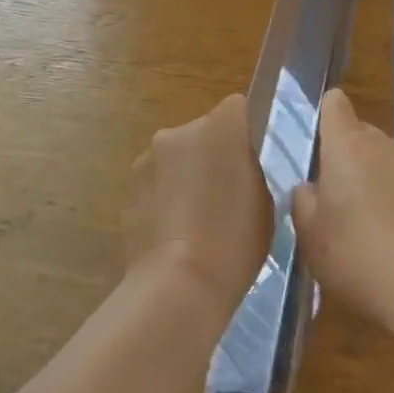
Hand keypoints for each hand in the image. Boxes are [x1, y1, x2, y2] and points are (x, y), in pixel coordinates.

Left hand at [125, 95, 271, 321]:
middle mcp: (180, 131)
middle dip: (212, 155)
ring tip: (197, 222)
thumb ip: (250, 170)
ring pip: (175, 157)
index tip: (250, 163)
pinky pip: (156, 184)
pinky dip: (165, 199)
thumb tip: (238, 166)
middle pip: (202, 131)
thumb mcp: (265, 200)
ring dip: (185, 176)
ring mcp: (148, 158)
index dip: (244, 133)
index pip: (237, 108)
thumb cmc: (235, 240)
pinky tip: (175, 235)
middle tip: (226, 196)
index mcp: (221, 126)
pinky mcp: (128, 187)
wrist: (179, 283)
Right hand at [292, 89, 393, 329]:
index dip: (326, 114)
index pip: (335, 106)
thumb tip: (310, 187)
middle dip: (347, 156)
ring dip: (376, 178)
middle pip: (361, 134)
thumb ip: (304, 202)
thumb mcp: (311, 237)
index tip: (319, 141)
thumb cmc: (360, 257)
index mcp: (346, 146)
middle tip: (336, 198)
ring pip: (387, 160)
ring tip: (370, 223)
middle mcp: (384, 145)